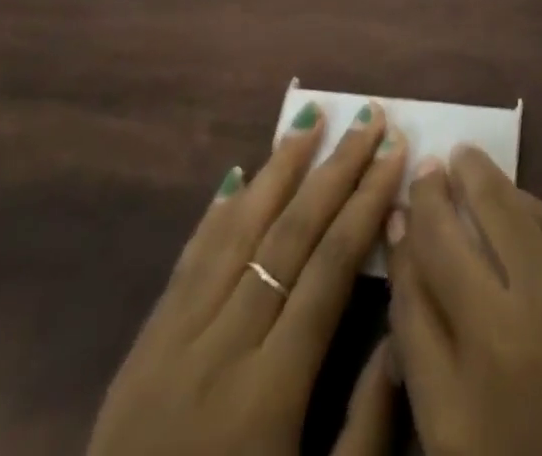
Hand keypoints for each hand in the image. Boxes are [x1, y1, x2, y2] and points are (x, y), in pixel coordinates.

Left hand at [88, 101, 408, 455]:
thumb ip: (365, 432)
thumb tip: (400, 334)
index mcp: (269, 394)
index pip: (328, 270)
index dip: (366, 204)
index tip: (395, 153)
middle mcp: (220, 350)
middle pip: (288, 236)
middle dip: (335, 170)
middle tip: (370, 117)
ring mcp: (173, 343)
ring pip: (236, 232)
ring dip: (278, 170)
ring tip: (311, 118)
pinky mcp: (141, 350)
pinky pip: (187, 263)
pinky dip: (216, 214)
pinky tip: (236, 175)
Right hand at [386, 146, 541, 455]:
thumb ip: (440, 389)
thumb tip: (419, 308)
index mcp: (455, 416)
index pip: (407, 307)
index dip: (399, 254)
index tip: (395, 220)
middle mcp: (496, 344)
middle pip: (441, 245)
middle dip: (426, 200)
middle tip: (423, 171)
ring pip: (497, 211)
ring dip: (473, 175)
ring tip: (461, 156)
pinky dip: (524, 200)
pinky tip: (513, 192)